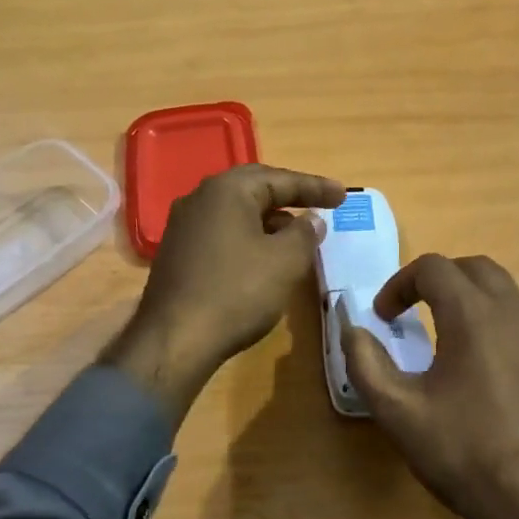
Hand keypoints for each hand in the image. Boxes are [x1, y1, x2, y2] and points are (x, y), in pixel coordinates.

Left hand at [103, 164, 346, 426]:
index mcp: (227, 190)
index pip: (279, 179)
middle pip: (254, 189)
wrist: (175, 339)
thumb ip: (304, 234)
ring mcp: (183, 226)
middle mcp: (200, 198)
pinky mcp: (177, 253)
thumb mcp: (285, 262)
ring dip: (269, 221)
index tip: (343, 196)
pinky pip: (222, 233)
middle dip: (289, 198)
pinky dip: (248, 238)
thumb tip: (311, 221)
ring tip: (298, 237)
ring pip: (236, 213)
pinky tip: (263, 259)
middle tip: (319, 206)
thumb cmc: (237, 292)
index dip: (315, 187)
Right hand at [340, 254, 518, 518]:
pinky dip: (501, 333)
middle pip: (477, 268)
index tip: (383, 316)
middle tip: (415, 311)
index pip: (433, 267)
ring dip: (473, 304)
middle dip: (440, 280)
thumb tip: (353, 331)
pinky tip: (490, 378)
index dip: (399, 283)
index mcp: (474, 314)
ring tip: (451, 342)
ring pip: (508, 297)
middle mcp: (517, 314)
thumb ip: (366, 363)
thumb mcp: (399, 413)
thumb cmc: (466, 454)